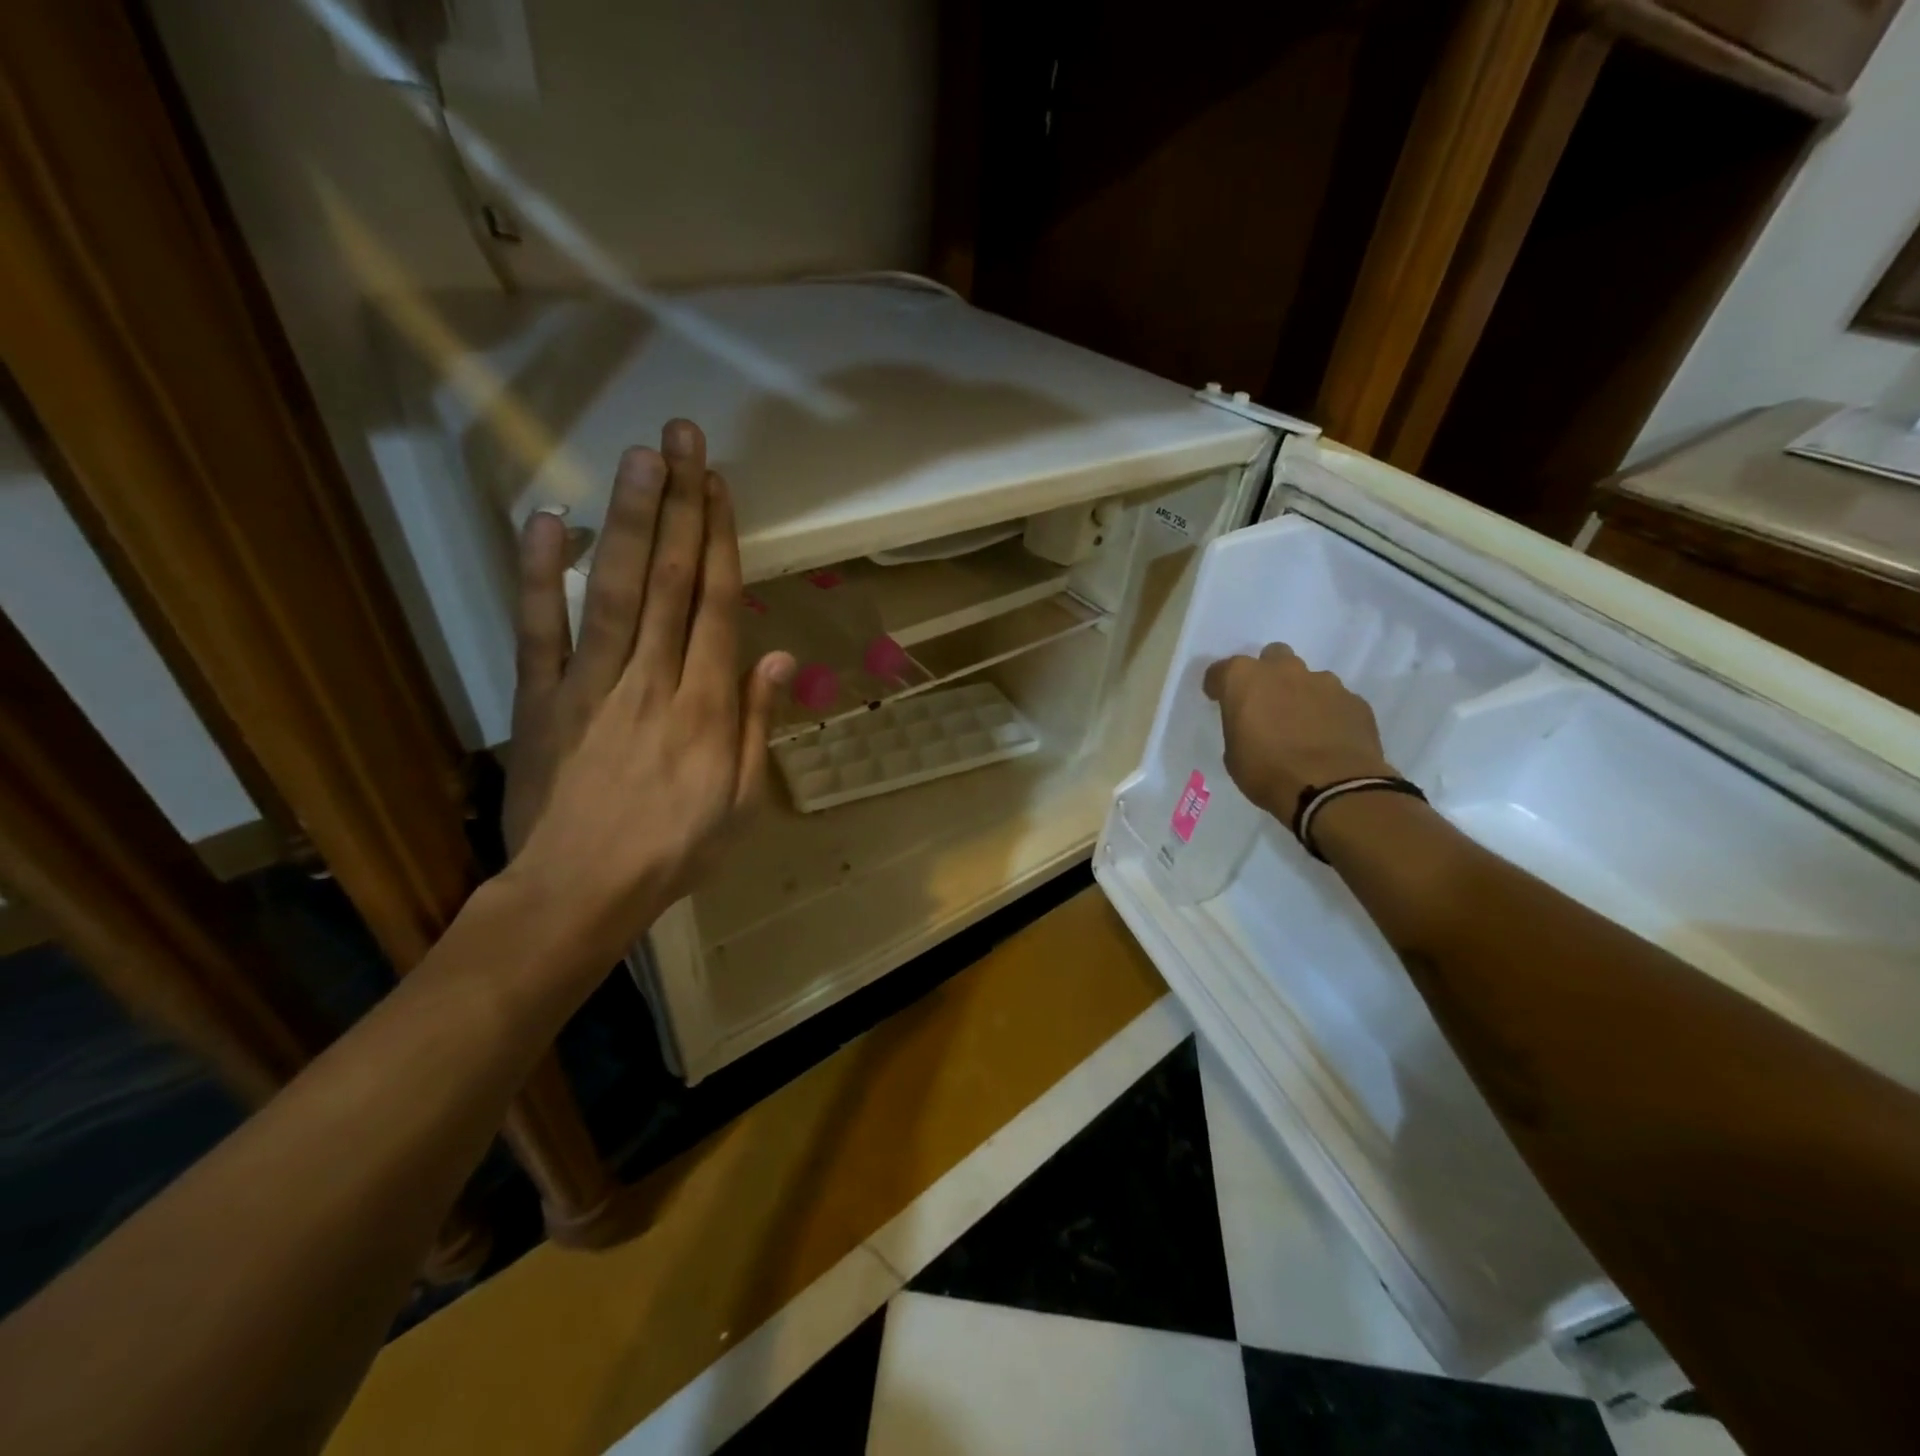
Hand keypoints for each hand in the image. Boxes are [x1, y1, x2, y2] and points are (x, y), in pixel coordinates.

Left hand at [501, 419, 794, 967]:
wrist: (580, 891)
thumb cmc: (675, 851)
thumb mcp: (742, 801)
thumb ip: (757, 724)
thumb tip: (778, 655)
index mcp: (707, 705)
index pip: (718, 604)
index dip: (721, 539)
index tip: (720, 485)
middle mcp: (654, 678)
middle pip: (672, 579)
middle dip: (681, 504)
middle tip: (683, 437)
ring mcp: (591, 683)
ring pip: (617, 589)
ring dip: (630, 520)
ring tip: (641, 457)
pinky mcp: (540, 697)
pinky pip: (539, 629)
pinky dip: (541, 575)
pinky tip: (548, 521)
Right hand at [1203, 643, 1394, 818]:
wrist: (1332, 789)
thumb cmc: (1268, 772)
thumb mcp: (1234, 755)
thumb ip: (1241, 727)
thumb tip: (1251, 725)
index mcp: (1245, 680)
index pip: (1221, 671)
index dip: (1219, 686)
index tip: (1220, 701)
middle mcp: (1284, 670)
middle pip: (1272, 658)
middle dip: (1267, 676)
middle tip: (1265, 705)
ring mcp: (1324, 682)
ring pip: (1307, 678)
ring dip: (1300, 694)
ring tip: (1301, 726)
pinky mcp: (1355, 700)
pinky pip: (1334, 700)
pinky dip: (1327, 713)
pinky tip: (1327, 738)